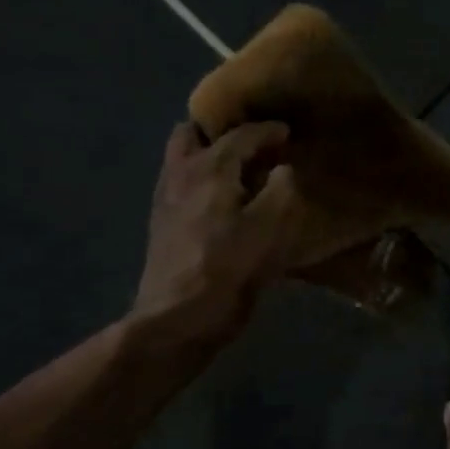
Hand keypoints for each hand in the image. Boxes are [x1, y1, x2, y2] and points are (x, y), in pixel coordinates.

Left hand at [129, 121, 303, 352]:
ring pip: (180, 157)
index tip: (288, 132)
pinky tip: (221, 199)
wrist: (177, 318)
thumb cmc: (229, 268)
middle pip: (192, 133)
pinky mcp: (161, 223)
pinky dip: (199, 178)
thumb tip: (283, 170)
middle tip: (252, 143)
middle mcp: (181, 173)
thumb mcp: (271, 228)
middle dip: (222, 131)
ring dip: (206, 153)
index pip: (241, 135)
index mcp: (210, 168)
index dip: (268, 130)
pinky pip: (179, 182)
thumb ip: (282, 189)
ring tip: (238, 168)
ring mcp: (165, 198)